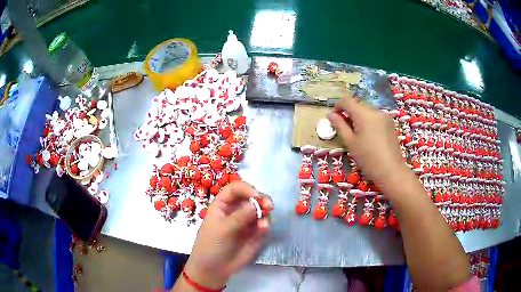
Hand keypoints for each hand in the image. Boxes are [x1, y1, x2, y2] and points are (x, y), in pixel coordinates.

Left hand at [183, 181, 272, 288]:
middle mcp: (236, 210)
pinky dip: (266, 224)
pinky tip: (263, 230)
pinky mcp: (255, 233)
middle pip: (251, 197)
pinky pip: (264, 223)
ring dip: (265, 213)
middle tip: (269, 206)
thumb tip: (256, 203)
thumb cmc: (211, 245)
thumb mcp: (222, 229)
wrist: (214, 269)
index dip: (246, 189)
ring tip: (263, 225)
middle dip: (262, 199)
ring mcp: (246, 221)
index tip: (256, 196)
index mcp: (223, 204)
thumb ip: (240, 217)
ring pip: (261, 210)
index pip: (235, 189)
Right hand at [327, 93, 407, 186]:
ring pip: (366, 111)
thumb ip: (340, 125)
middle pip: (357, 105)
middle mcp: (375, 110)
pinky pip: (375, 117)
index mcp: (363, 114)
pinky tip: (369, 136)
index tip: (334, 119)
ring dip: (359, 118)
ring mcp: (384, 116)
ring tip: (357, 135)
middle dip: (349, 113)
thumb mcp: (350, 142)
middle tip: (345, 130)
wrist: (391, 171)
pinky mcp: (390, 123)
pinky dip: (368, 122)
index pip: (346, 100)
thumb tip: (330, 114)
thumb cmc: (368, 158)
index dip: (337, 106)